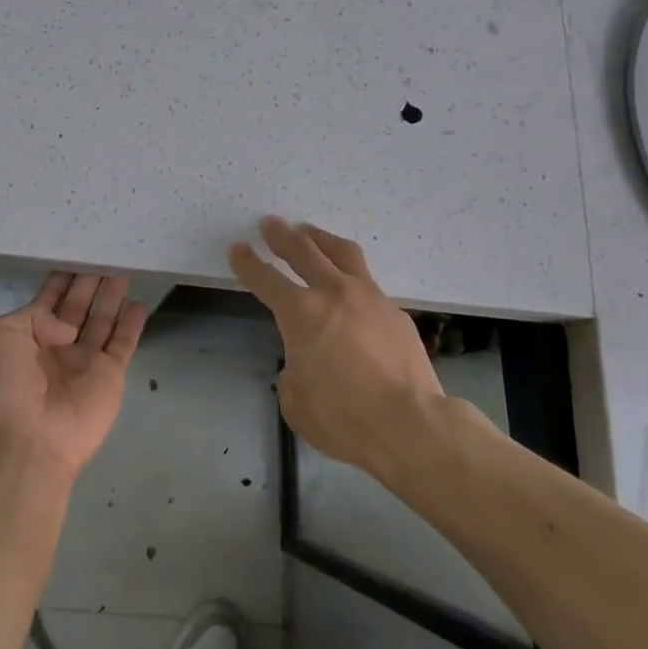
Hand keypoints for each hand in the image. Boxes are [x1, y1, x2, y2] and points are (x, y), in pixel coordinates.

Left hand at [0, 274, 147, 483]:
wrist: (29, 438)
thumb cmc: (7, 384)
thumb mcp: (1, 335)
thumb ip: (34, 315)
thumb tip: (66, 327)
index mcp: (27, 336)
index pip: (48, 301)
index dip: (61, 280)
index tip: (74, 253)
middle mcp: (57, 345)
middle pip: (78, 306)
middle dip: (89, 282)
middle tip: (104, 255)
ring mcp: (85, 360)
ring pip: (102, 319)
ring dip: (111, 296)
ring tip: (123, 269)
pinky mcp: (110, 374)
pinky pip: (124, 342)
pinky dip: (132, 323)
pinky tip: (139, 302)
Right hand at [230, 217, 470, 482]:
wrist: (410, 424)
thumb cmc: (343, 417)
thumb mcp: (296, 400)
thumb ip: (293, 369)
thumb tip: (305, 360)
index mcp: (300, 313)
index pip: (265, 279)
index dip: (247, 263)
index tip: (238, 248)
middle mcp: (333, 293)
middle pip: (303, 250)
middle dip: (282, 236)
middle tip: (271, 224)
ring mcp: (369, 297)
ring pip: (342, 253)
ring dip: (320, 238)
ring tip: (310, 232)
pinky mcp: (395, 312)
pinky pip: (368, 282)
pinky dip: (351, 275)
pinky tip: (350, 286)